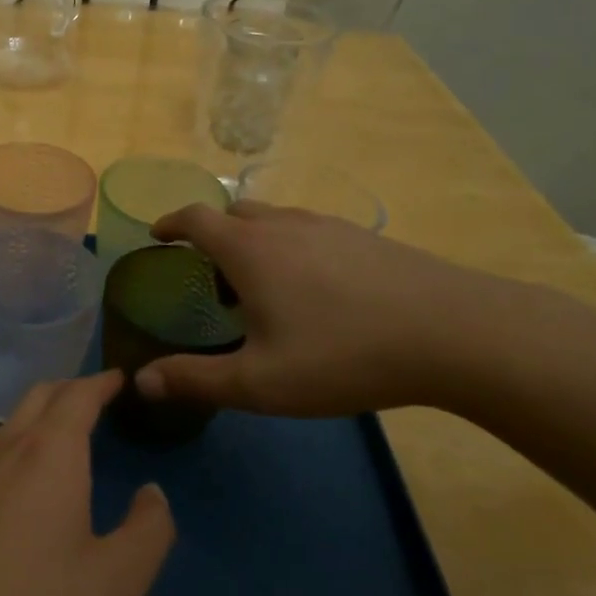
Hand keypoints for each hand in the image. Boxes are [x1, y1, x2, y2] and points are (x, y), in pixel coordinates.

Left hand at [0, 371, 174, 595]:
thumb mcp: (117, 583)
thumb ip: (149, 531)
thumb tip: (152, 493)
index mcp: (50, 453)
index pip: (79, 395)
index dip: (102, 383)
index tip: (121, 378)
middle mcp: (5, 448)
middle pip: (39, 396)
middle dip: (71, 389)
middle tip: (98, 399)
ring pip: (9, 423)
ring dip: (40, 416)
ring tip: (64, 437)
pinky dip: (16, 444)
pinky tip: (20, 483)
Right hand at [137, 201, 548, 417]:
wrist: (453, 332)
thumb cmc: (342, 354)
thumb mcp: (260, 382)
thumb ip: (196, 380)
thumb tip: (141, 381)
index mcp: (249, 250)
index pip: (195, 218)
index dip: (170, 224)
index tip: (158, 236)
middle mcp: (283, 225)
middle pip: (234, 213)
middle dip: (212, 235)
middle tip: (212, 276)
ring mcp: (328, 226)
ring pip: (274, 220)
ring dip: (254, 241)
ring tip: (263, 287)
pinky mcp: (364, 238)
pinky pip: (309, 231)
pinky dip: (292, 247)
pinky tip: (316, 290)